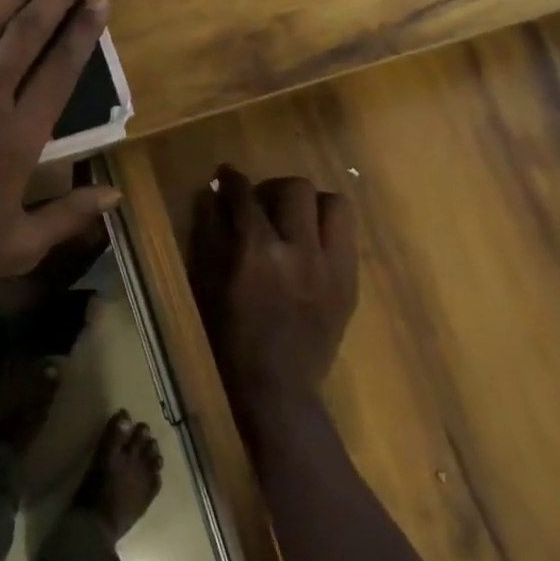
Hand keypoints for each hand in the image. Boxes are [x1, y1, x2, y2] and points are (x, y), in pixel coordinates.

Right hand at [189, 166, 357, 418]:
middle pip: (297, 188)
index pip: (246, 197)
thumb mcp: (210, 284)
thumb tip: (213, 196)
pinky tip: (313, 244)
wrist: (278, 385)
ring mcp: (332, 265)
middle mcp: (300, 250)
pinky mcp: (350, 281)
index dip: (233, 181)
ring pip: (334, 203)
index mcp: (259, 252)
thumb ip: (212, 235)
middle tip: (264, 203)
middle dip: (275, 187)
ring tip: (296, 219)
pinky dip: (328, 229)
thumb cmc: (232, 336)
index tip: (227, 175)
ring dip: (311, 204)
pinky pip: (348, 235)